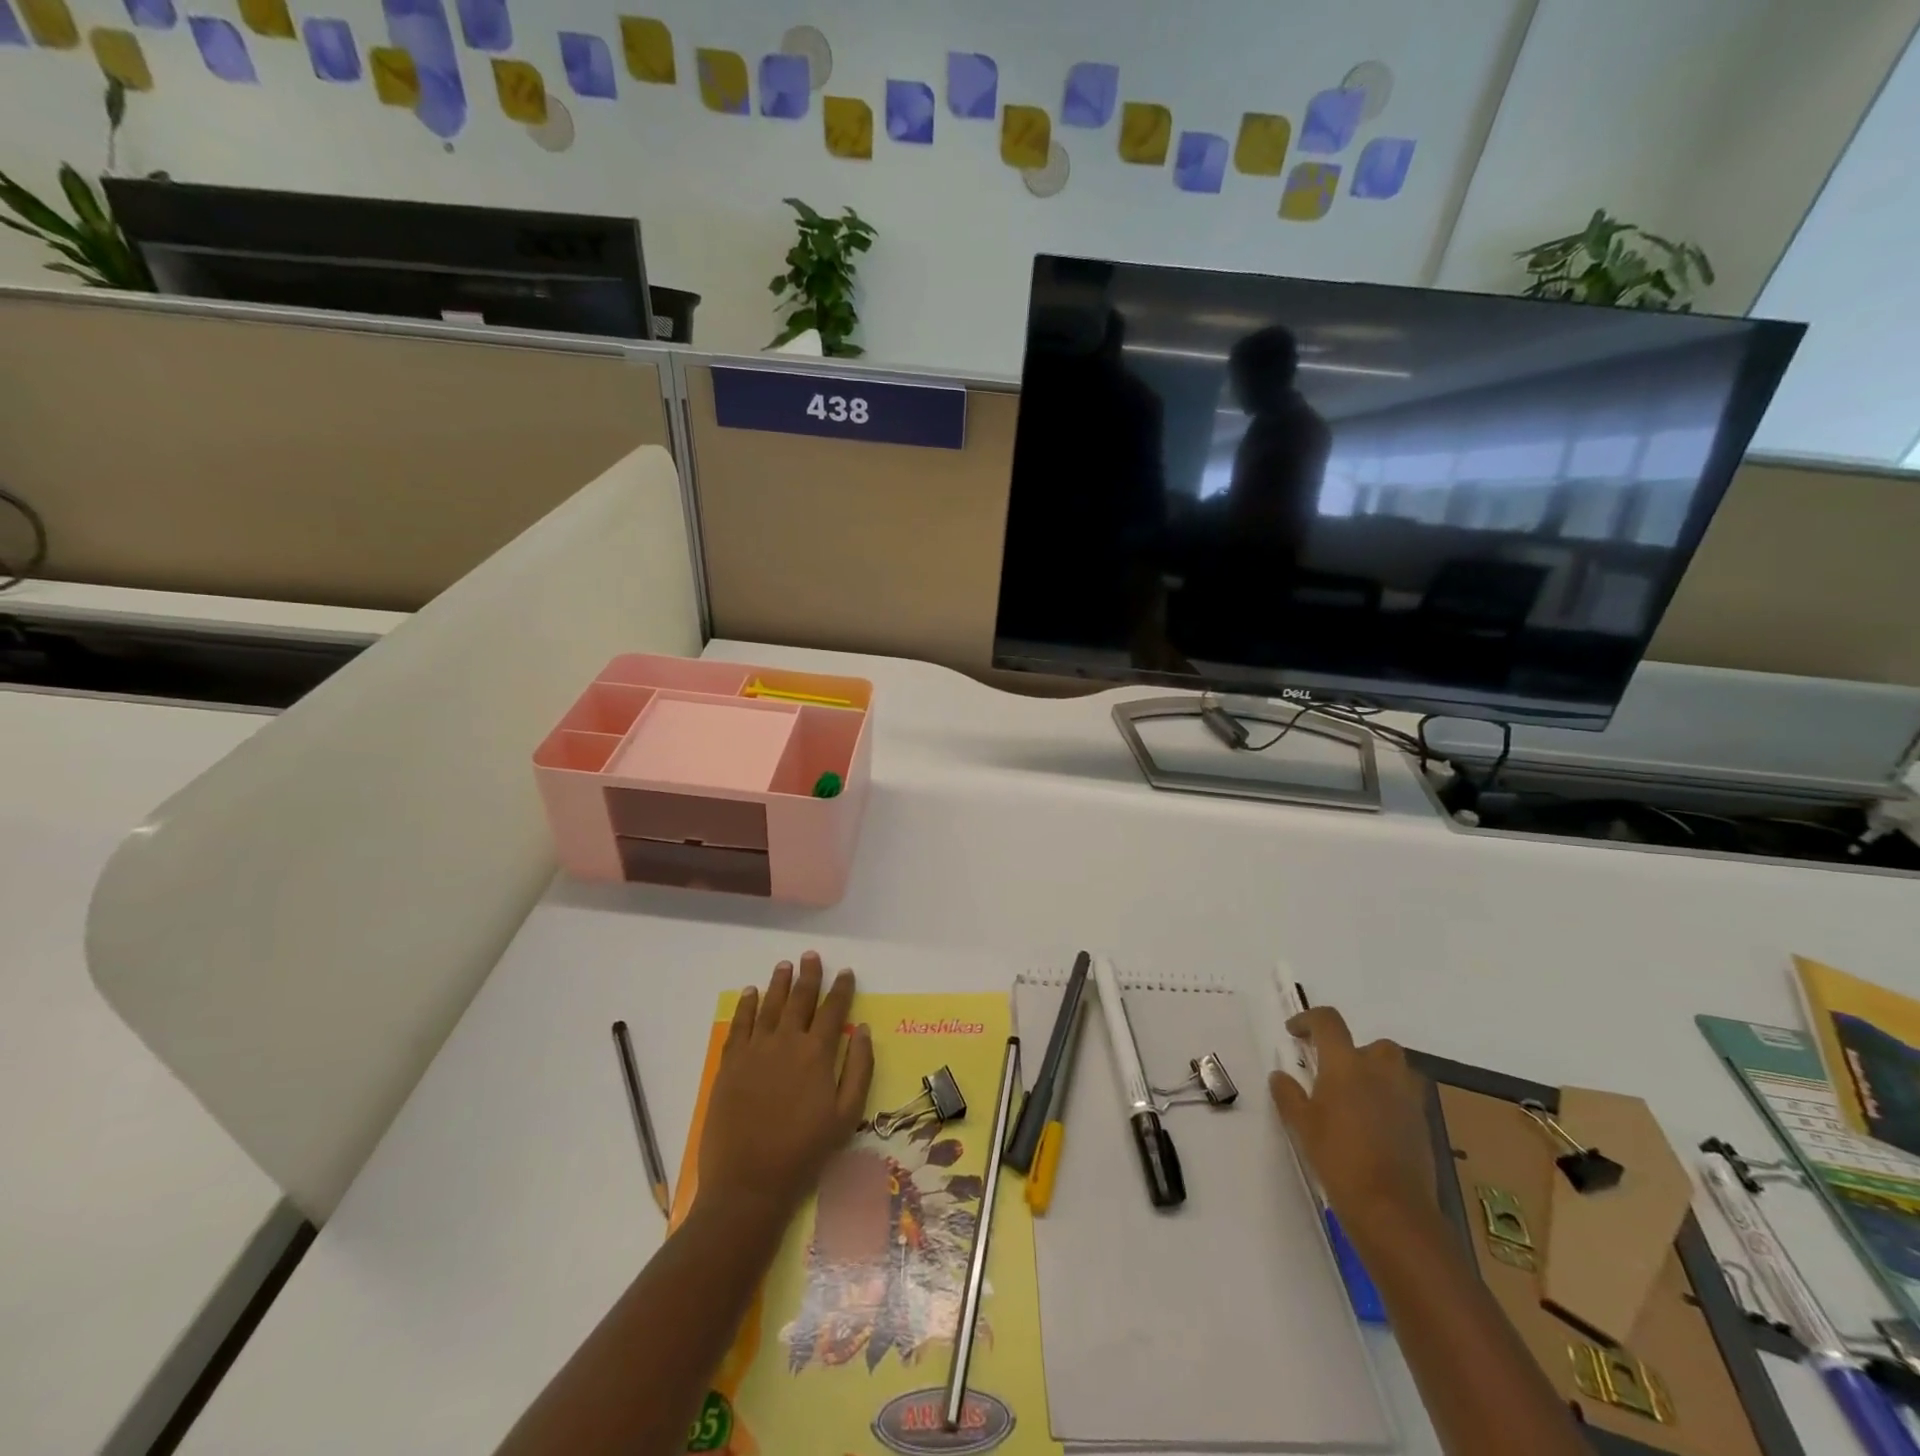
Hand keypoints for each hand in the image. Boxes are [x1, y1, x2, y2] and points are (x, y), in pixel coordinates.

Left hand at [698, 952, 874, 1223]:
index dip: (841, 989)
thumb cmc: (805, 1151)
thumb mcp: (847, 1115)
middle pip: (799, 999)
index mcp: (817, 1053)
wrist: (749, 1182)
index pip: (833, 1010)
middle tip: (811, 956)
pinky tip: (751, 993)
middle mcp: (787, 1042)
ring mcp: (755, 1050)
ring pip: (769, 1005)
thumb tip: (864, 1030)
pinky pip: (740, 1024)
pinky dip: (746, 1005)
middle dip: (808, 976)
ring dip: (779, 983)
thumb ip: (859, 1068)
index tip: (845, 972)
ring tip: (785, 965)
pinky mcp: (730, 1063)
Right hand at [1268, 1006, 1435, 1246]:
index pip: (1328, 1022)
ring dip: (1379, 1074)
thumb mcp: (1301, 1125)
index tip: (1295, 1032)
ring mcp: (1407, 1099)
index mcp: (1346, 1065)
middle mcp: (1380, 1072)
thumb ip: (1288, 1094)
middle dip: (1356, 1050)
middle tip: (1335, 1071)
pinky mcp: (1423, 1125)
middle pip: (1374, 1044)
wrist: (1392, 1208)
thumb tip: (1281, 1076)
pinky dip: (1391, 1102)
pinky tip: (1374, 1126)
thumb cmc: (1338, 1158)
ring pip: (1397, 1070)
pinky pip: (1407, 1099)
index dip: (1309, 1019)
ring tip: (1358, 1097)